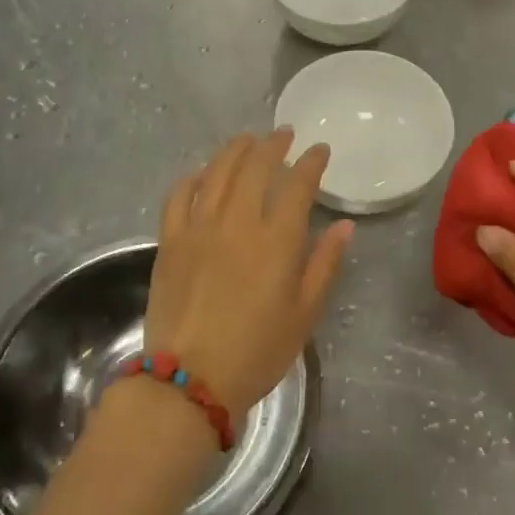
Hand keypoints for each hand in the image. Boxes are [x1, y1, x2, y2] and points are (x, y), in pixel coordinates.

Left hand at [145, 130, 353, 421]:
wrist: (190, 380)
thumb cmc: (258, 350)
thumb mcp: (306, 313)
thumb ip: (325, 264)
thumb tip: (344, 225)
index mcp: (278, 240)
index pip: (298, 184)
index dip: (312, 162)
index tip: (320, 150)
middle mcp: (239, 222)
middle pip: (256, 166)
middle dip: (274, 144)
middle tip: (285, 135)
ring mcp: (199, 227)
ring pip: (218, 171)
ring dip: (236, 150)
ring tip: (248, 140)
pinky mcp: (170, 241)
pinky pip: (179, 195)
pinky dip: (194, 177)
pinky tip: (203, 173)